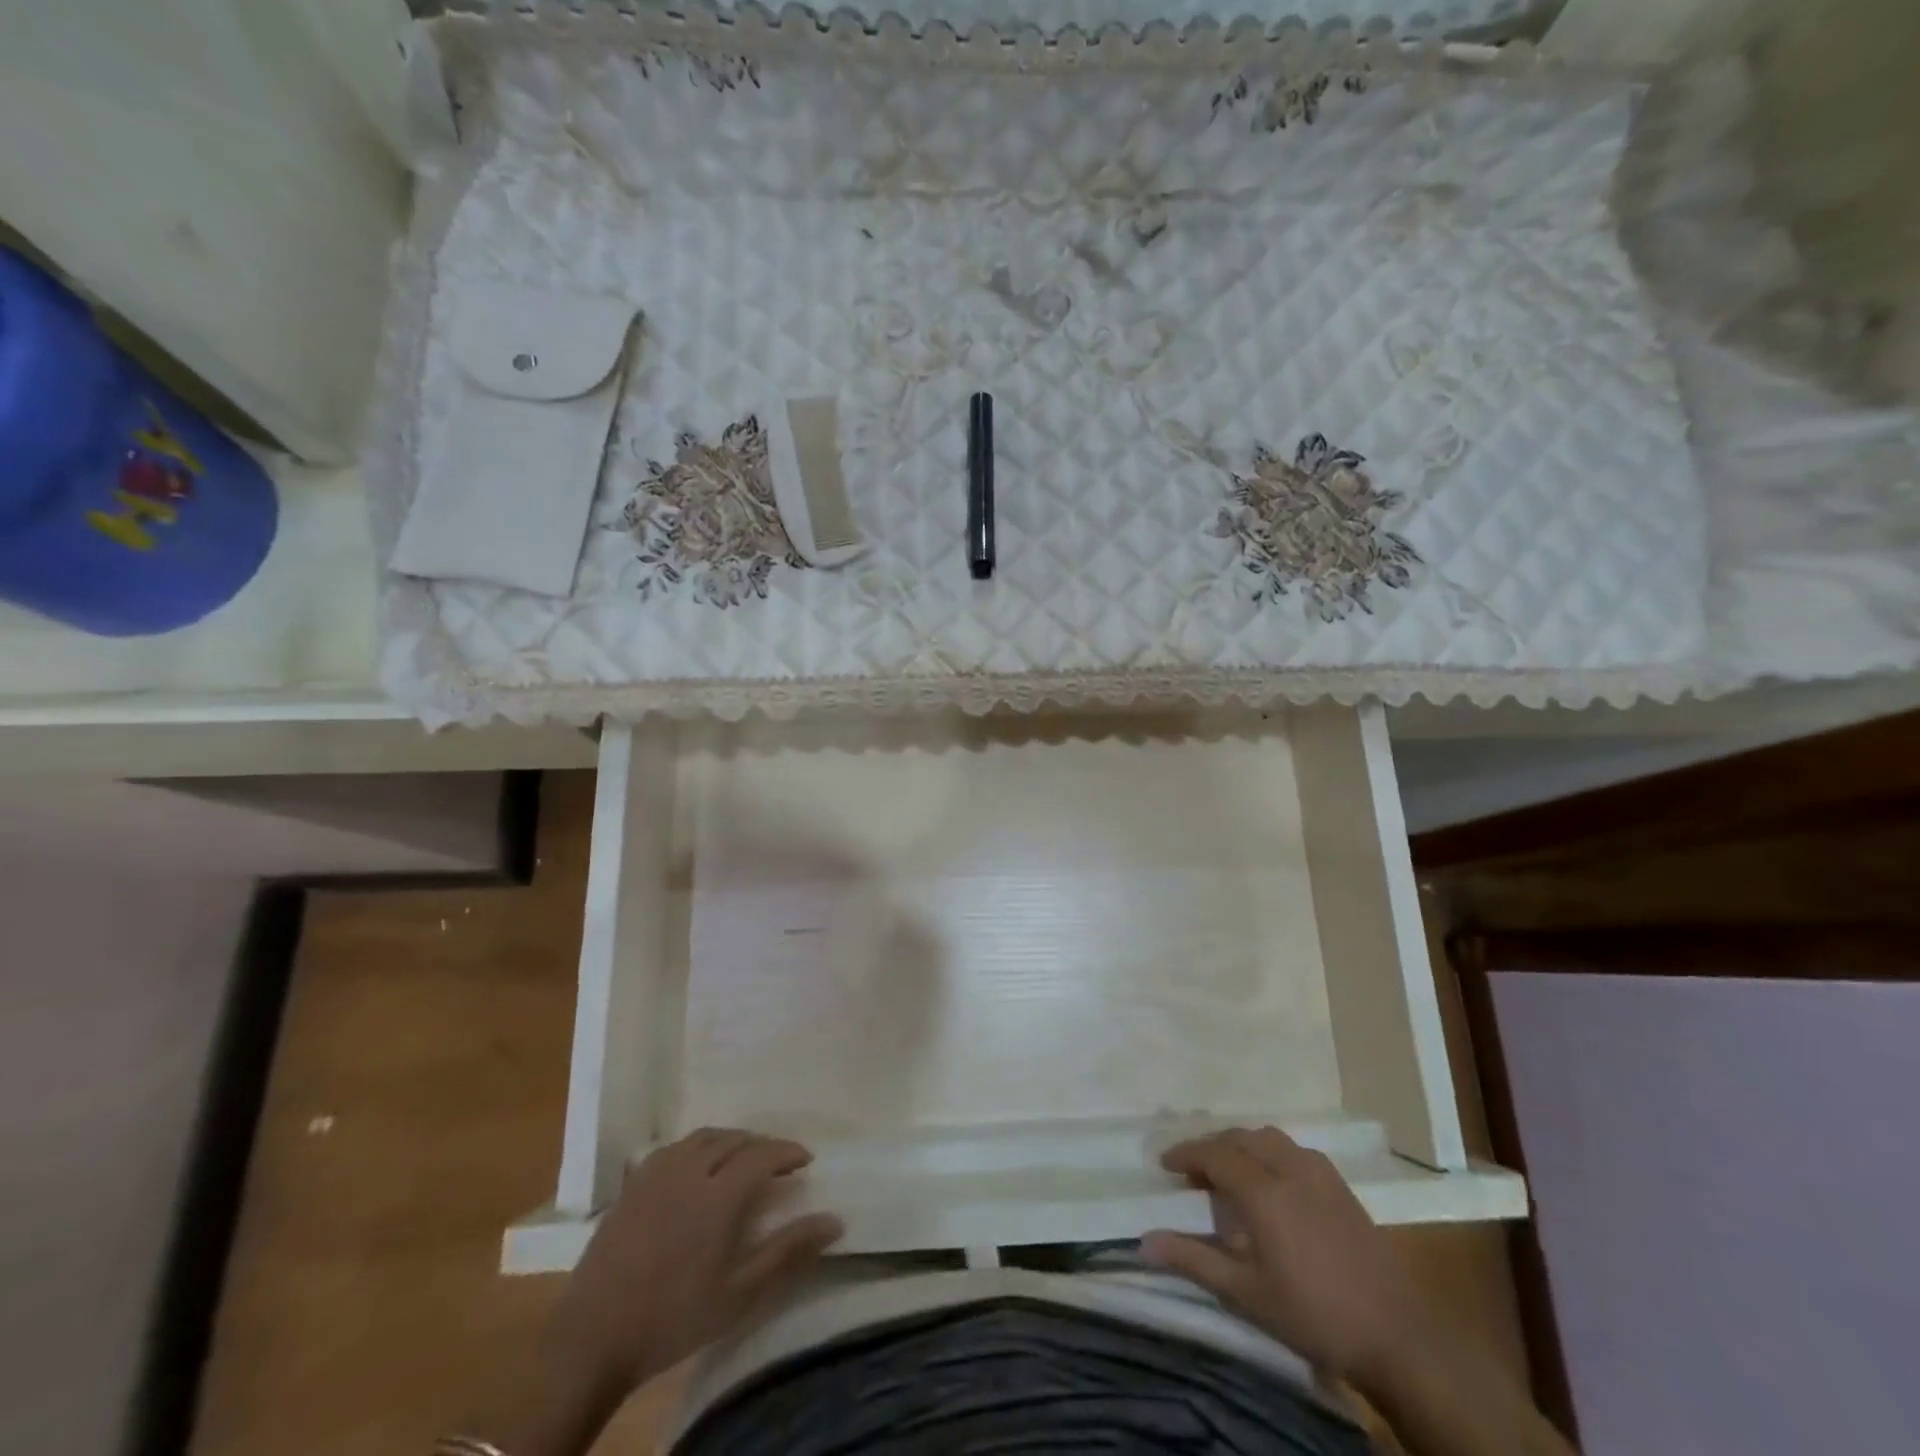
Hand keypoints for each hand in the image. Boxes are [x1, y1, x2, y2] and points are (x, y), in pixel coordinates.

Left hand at [548, 1128, 844, 1396]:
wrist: (591, 1339)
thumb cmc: (673, 1319)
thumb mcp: (739, 1295)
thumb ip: (788, 1252)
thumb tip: (835, 1221)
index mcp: (718, 1194)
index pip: (763, 1154)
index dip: (788, 1151)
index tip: (806, 1160)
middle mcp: (689, 1170)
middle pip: (734, 1139)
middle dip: (761, 1145)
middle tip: (777, 1164)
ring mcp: (656, 1173)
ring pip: (702, 1137)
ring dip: (729, 1141)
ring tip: (741, 1160)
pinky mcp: (632, 1185)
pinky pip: (672, 1148)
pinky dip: (695, 1148)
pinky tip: (695, 1169)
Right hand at [1140, 1126, 1431, 1386]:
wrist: (1396, 1334)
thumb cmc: (1313, 1314)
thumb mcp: (1246, 1293)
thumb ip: (1194, 1261)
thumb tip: (1144, 1241)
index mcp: (1264, 1191)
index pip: (1214, 1154)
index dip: (1186, 1154)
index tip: (1164, 1164)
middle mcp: (1289, 1168)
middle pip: (1240, 1138)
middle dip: (1211, 1147)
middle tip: (1192, 1172)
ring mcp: (1319, 1173)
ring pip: (1268, 1137)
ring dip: (1241, 1145)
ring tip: (1229, 1171)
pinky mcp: (1340, 1184)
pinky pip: (1293, 1149)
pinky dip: (1270, 1152)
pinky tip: (1272, 1181)